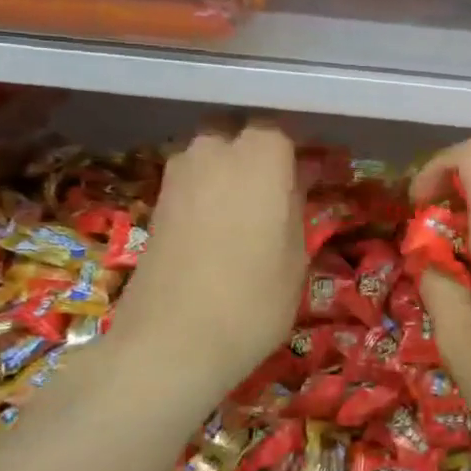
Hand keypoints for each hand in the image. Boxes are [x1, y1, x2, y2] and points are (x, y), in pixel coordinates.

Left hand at [107, 123, 304, 398]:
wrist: (170, 344)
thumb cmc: (253, 300)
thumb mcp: (296, 257)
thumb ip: (295, 207)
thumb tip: (294, 184)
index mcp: (259, 156)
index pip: (282, 126)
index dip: (298, 145)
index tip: (314, 165)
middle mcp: (214, 152)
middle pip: (239, 131)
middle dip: (257, 148)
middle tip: (280, 181)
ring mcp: (178, 176)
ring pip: (210, 152)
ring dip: (229, 168)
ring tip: (250, 204)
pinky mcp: (156, 203)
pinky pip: (192, 179)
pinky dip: (208, 190)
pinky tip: (221, 223)